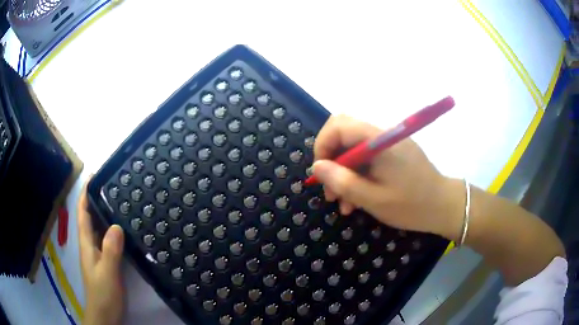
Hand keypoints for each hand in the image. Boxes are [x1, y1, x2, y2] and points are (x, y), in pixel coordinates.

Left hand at [78, 183, 125, 324]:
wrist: (105, 314)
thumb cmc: (103, 293)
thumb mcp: (107, 272)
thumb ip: (110, 250)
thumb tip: (116, 225)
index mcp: (86, 243)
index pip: (82, 213)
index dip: (85, 194)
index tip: (93, 176)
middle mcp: (90, 244)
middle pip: (90, 217)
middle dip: (96, 199)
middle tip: (112, 185)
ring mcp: (98, 253)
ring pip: (99, 227)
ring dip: (105, 213)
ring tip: (119, 200)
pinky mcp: (106, 261)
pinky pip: (108, 239)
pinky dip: (113, 229)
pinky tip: (123, 228)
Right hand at [312, 115, 463, 240]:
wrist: (445, 206)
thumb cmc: (412, 205)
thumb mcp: (374, 199)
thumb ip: (343, 182)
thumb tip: (316, 168)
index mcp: (379, 140)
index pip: (338, 125)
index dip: (322, 145)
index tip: (321, 174)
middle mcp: (383, 135)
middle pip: (344, 134)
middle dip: (331, 161)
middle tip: (331, 191)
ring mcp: (389, 143)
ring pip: (354, 149)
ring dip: (344, 173)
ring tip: (344, 204)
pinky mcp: (394, 153)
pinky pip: (368, 158)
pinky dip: (358, 175)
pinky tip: (358, 199)